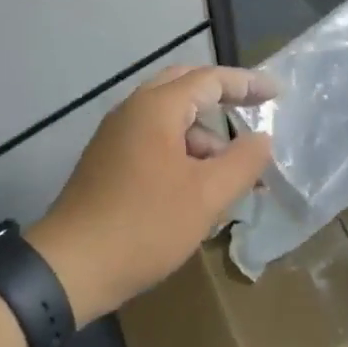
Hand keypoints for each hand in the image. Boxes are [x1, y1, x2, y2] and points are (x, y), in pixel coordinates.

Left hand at [28, 65, 274, 324]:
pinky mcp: (108, 161)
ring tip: (232, 173)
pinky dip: (182, 152)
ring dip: (203, 135)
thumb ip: (242, 162)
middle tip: (253, 111)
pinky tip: (198, 187)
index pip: (210, 79)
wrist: (70, 266)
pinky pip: (154, 140)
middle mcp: (133, 110)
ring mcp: (116, 135)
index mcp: (156, 107)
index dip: (247, 83)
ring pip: (169, 118)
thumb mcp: (206, 196)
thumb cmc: (145, 225)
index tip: (277, 93)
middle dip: (222, 98)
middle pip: (185, 88)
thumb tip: (262, 138)